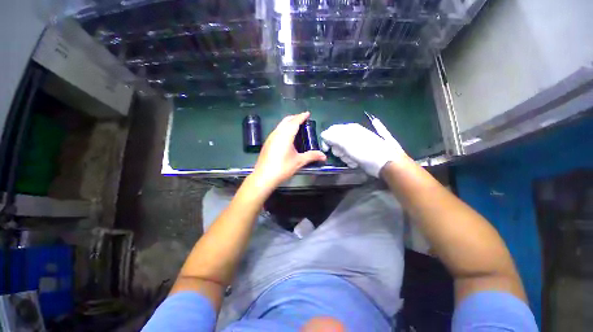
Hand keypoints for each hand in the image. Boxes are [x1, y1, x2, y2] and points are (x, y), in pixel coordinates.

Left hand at [252, 112, 326, 187]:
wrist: (264, 176)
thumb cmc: (282, 168)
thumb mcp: (299, 162)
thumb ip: (312, 156)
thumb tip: (324, 156)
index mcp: (285, 135)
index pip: (295, 122)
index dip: (302, 117)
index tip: (307, 113)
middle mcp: (277, 133)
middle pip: (286, 120)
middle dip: (295, 118)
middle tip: (303, 119)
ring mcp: (270, 138)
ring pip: (280, 125)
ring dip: (288, 123)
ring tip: (296, 127)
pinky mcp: (267, 143)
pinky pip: (277, 131)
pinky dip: (284, 129)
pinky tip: (287, 137)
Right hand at [320, 123, 405, 177]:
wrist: (385, 162)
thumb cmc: (365, 151)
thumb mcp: (346, 143)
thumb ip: (333, 137)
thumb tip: (323, 135)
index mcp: (349, 129)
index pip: (331, 131)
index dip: (326, 140)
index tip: (326, 150)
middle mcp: (352, 134)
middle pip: (336, 142)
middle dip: (338, 150)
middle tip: (344, 154)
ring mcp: (357, 144)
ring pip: (342, 151)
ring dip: (345, 157)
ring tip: (352, 160)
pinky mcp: (359, 152)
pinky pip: (349, 156)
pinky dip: (350, 160)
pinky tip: (356, 162)